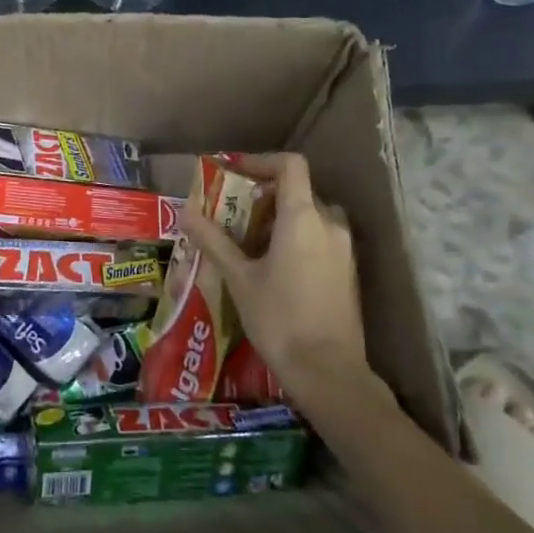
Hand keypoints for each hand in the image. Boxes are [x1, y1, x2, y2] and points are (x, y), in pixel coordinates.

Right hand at [179, 154, 390, 412]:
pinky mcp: (348, 272)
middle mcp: (330, 224)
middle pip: (299, 191)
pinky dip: (297, 238)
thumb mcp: (239, 278)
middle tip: (234, 213)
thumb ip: (213, 241)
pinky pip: (321, 238)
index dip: (261, 161)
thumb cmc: (278, 319)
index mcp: (303, 218)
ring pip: (311, 216)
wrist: (327, 371)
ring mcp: (344, 249)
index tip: (234, 172)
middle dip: (265, 196)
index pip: (290, 165)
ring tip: (249, 241)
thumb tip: (185, 212)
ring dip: (281, 218)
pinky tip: (272, 266)